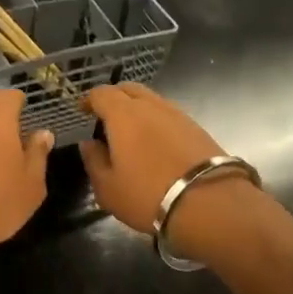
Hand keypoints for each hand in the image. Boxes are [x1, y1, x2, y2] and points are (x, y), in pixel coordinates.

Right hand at [80, 84, 262, 259]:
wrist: (209, 204)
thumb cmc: (148, 195)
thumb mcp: (108, 188)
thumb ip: (94, 161)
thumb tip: (89, 144)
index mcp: (123, 115)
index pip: (101, 93)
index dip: (89, 99)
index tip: (82, 110)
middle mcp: (151, 106)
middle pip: (129, 89)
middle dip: (114, 97)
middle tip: (105, 116)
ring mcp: (178, 115)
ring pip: (152, 100)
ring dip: (137, 109)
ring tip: (131, 132)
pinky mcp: (197, 128)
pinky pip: (169, 115)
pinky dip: (157, 121)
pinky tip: (156, 142)